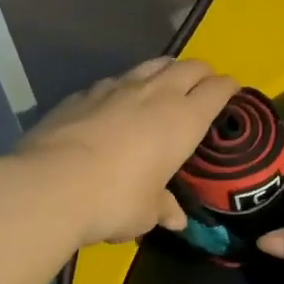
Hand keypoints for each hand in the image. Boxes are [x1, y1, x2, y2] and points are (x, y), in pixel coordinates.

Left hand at [13, 58, 237, 244]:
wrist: (50, 185)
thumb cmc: (115, 200)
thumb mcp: (146, 212)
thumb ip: (163, 208)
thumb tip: (175, 219)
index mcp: (184, 119)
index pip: (218, 89)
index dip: (229, 88)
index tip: (233, 92)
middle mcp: (156, 94)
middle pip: (190, 66)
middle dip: (203, 72)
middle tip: (205, 85)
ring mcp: (118, 87)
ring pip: (153, 64)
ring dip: (167, 70)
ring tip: (167, 82)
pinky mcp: (84, 92)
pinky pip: (116, 80)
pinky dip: (126, 86)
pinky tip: (118, 102)